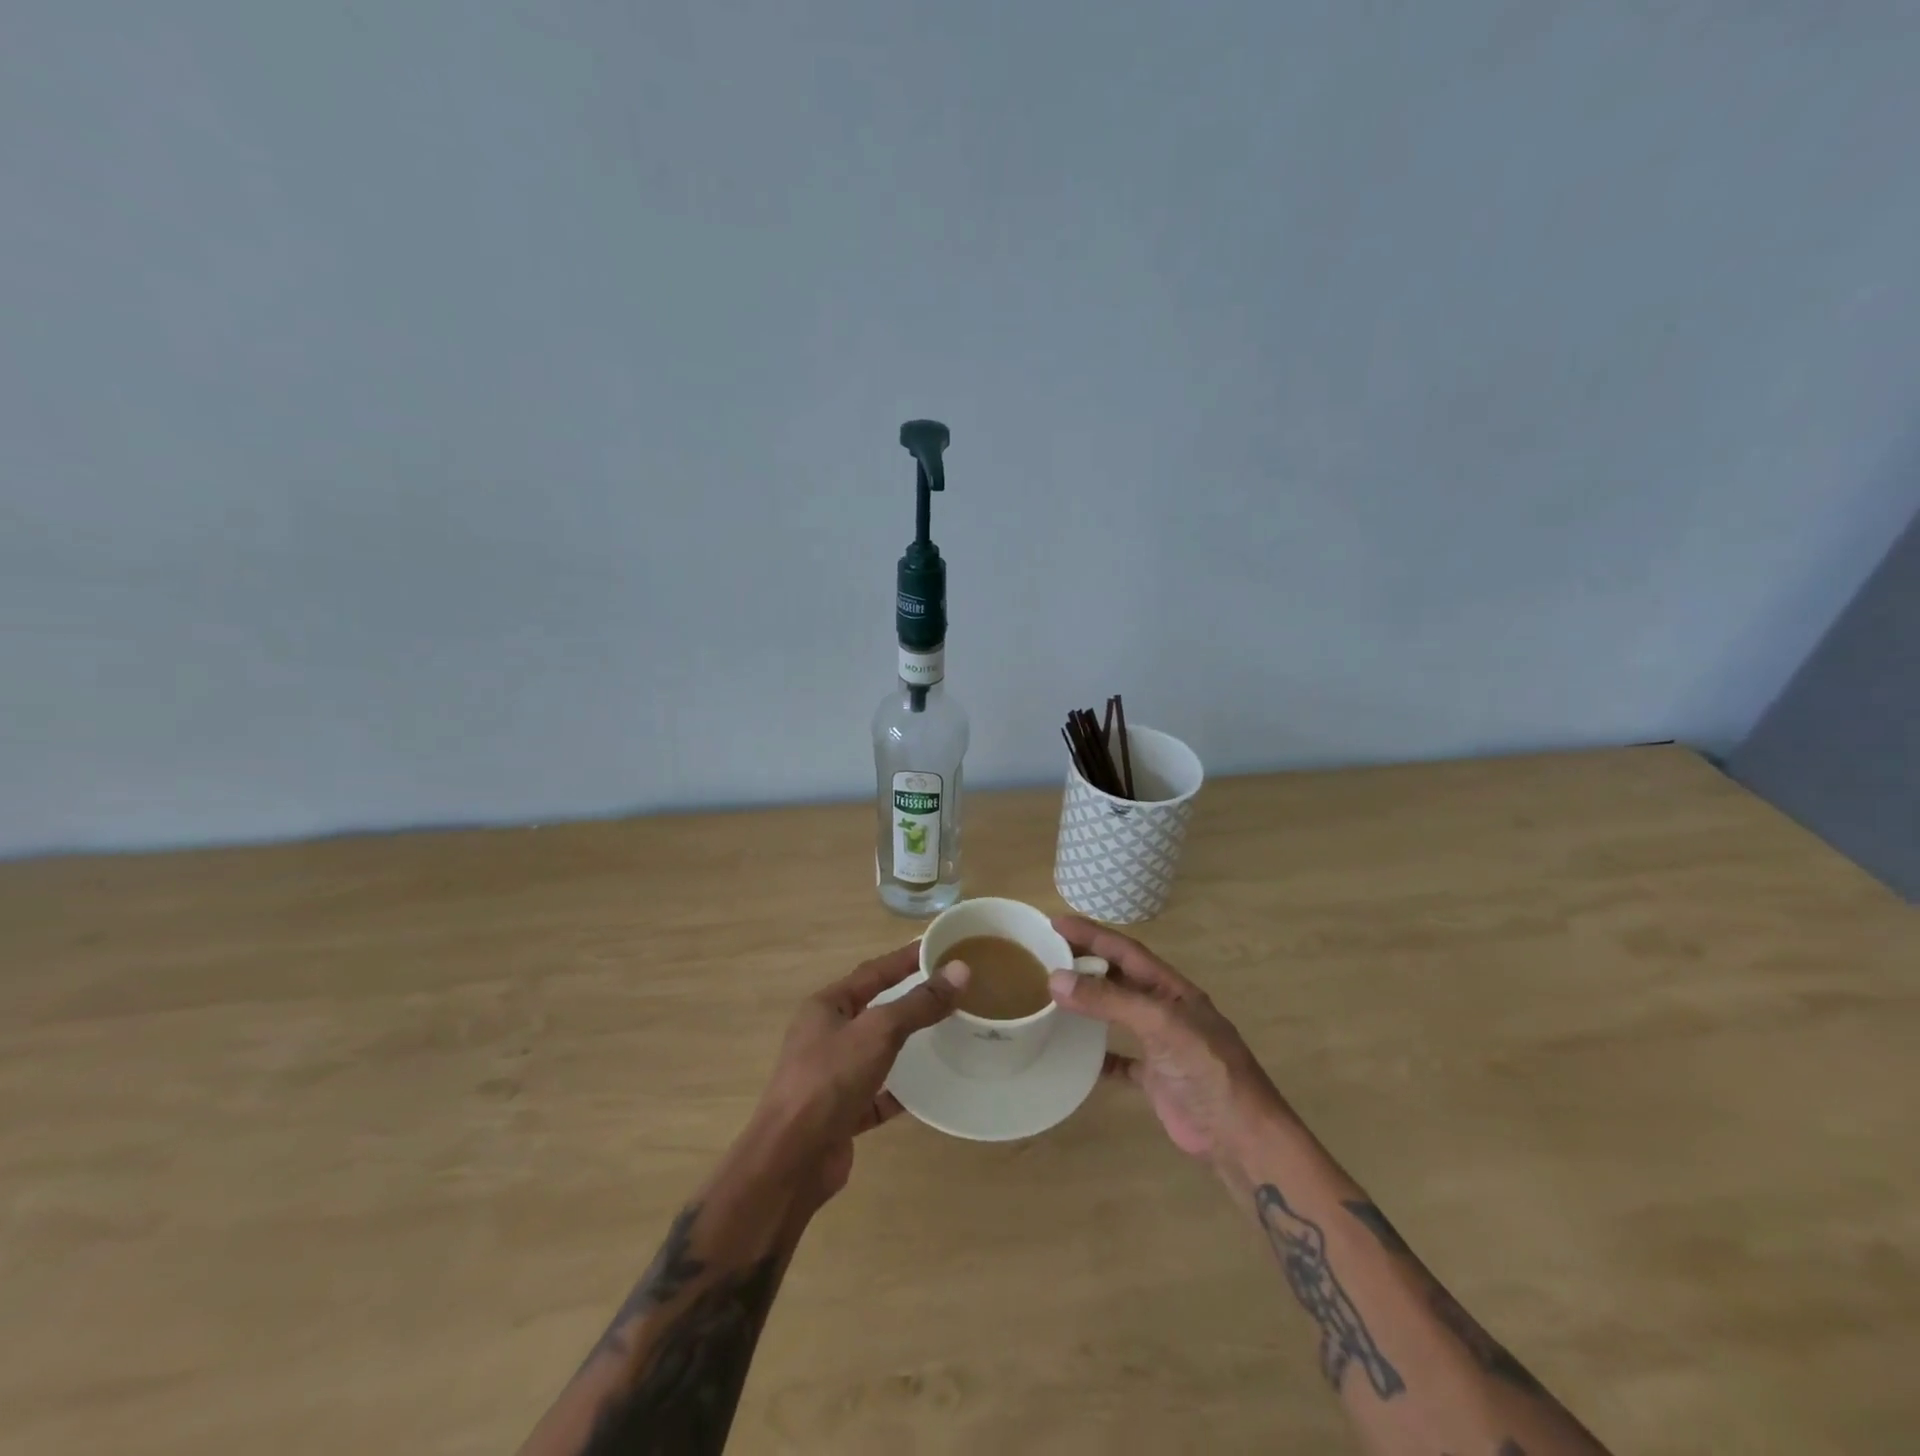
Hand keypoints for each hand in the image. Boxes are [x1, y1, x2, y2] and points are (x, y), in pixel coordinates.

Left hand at [748, 942, 967, 1203]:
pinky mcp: (840, 1114)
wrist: (791, 1162)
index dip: (906, 959)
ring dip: (906, 1045)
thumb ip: (919, 1003)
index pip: (873, 972)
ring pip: (876, 1053)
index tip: (940, 948)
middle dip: (908, 1000)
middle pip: (874, 1010)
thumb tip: (961, 970)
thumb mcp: (878, 1032)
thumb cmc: (829, 1081)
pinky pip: (877, 1095)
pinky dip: (900, 1092)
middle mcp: (824, 1036)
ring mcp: (831, 1077)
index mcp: (826, 1007)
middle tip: (949, 991)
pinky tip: (928, 1090)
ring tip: (945, 1034)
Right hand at [1048, 916, 1286, 1166]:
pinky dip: (1098, 1055)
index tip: (1056, 923)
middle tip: (1047, 955)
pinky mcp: (1156, 1079)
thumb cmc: (1206, 1069)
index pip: (1125, 950)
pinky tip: (1075, 1054)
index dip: (1092, 934)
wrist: (1240, 1136)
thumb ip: (1110, 1000)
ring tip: (1053, 994)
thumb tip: (1056, 979)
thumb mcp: (1160, 1024)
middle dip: (1087, 963)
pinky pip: (1120, 1059)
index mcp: (1172, 989)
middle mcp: (1165, 1010)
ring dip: (1090, 1003)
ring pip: (1118, 1014)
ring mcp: (1160, 1045)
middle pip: (1119, 978)